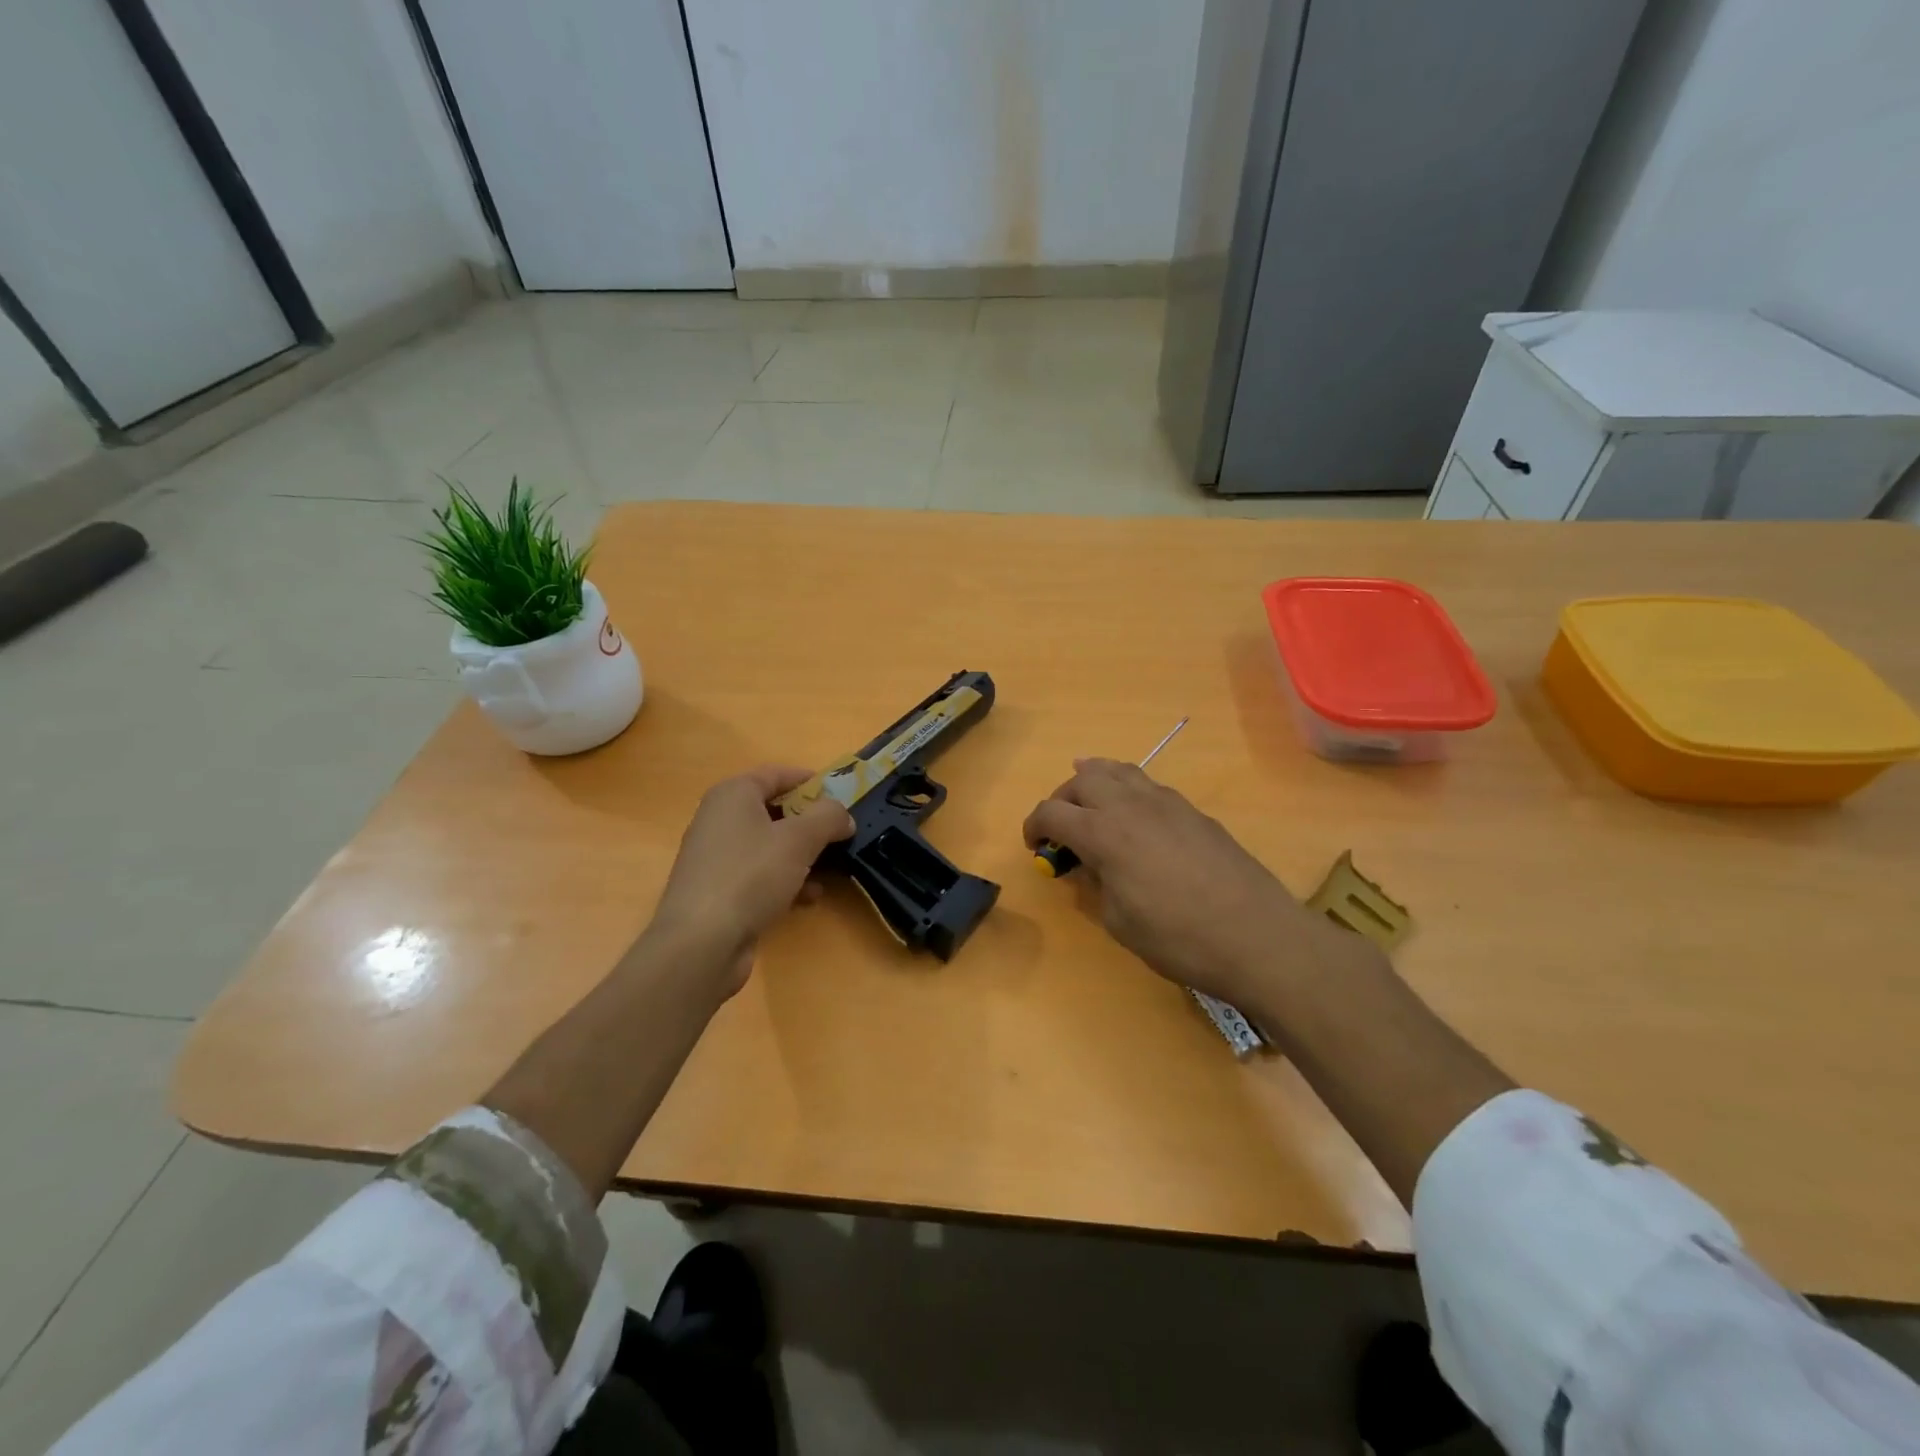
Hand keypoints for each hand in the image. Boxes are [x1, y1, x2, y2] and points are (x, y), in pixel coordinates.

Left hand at [643, 766, 853, 1000]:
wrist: (701, 943)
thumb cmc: (750, 876)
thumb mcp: (799, 839)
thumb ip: (828, 817)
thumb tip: (843, 815)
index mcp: (733, 795)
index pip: (776, 774)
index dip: (810, 780)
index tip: (841, 794)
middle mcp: (719, 820)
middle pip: (774, 811)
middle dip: (810, 823)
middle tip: (840, 833)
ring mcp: (717, 858)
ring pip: (770, 846)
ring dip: (802, 856)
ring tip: (832, 870)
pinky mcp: (719, 892)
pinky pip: (760, 875)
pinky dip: (785, 881)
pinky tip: (808, 898)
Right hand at [1022, 759, 1374, 1013]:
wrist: (1255, 935)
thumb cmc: (1177, 937)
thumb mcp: (1119, 922)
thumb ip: (1097, 884)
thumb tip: (1090, 866)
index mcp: (1102, 833)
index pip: (1051, 812)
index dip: (1034, 826)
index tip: (1035, 847)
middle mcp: (1129, 805)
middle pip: (1083, 779)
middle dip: (1063, 797)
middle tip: (1063, 826)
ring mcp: (1166, 802)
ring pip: (1119, 769)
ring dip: (1096, 781)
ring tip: (1091, 801)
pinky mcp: (1193, 811)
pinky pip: (1149, 785)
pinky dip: (1129, 791)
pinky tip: (1136, 818)